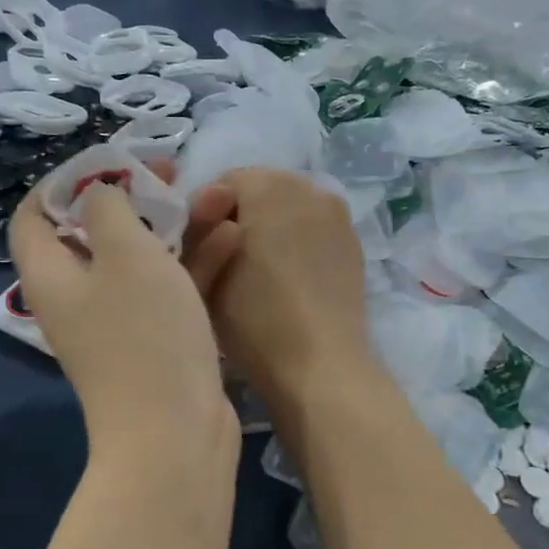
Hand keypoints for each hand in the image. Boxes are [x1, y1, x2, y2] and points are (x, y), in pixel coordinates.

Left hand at [10, 175, 242, 455]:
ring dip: (177, 226)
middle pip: (95, 233)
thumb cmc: (144, 335)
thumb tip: (100, 194)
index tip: (112, 165)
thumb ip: (109, 208)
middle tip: (174, 175)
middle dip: (137, 198)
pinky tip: (234, 238)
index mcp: (52, 275)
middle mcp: (79, 298)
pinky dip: (196, 263)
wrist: (175, 433)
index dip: (66, 182)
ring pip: (142, 259)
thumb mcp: (126, 253)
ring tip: (220, 197)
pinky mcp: (157, 342)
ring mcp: (120, 323)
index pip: (34, 215)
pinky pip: (171, 290)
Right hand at [182, 169, 370, 403]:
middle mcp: (308, 187)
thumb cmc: (255, 320)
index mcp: (268, 185)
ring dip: (270, 228)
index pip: (222, 183)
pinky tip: (288, 280)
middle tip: (226, 262)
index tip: (199, 253)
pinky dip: (296, 242)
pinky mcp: (353, 243)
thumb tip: (208, 217)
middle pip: (260, 190)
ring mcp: (338, 214)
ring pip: (289, 209)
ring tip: (258, 273)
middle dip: (240, 217)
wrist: (321, 365)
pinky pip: (313, 229)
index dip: (204, 216)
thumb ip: (196, 234)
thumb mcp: (203, 276)